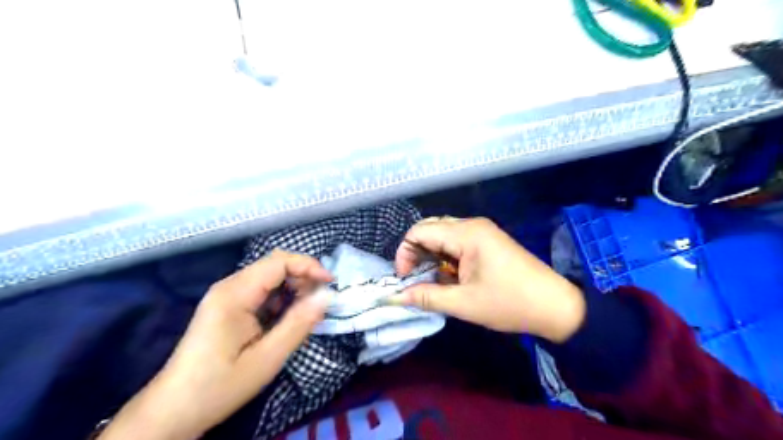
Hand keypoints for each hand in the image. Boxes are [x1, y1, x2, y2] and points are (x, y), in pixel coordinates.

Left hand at [99, 251, 331, 439]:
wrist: (172, 411)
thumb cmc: (219, 386)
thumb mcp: (267, 359)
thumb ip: (299, 323)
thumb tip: (327, 296)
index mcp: (235, 294)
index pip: (279, 261)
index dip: (309, 266)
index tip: (330, 284)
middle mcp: (229, 286)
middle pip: (275, 265)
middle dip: (303, 277)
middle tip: (318, 302)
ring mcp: (226, 295)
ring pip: (270, 277)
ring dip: (293, 288)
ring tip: (306, 312)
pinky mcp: (228, 306)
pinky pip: (261, 291)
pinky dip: (281, 299)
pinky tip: (286, 319)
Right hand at [395, 218, 584, 340]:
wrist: (555, 306)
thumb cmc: (509, 303)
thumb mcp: (463, 303)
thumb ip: (425, 297)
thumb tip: (394, 297)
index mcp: (467, 233)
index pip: (420, 231)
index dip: (405, 253)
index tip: (405, 279)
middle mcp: (472, 224)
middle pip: (430, 228)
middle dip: (416, 253)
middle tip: (415, 279)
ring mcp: (482, 230)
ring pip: (443, 234)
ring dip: (431, 255)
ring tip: (432, 279)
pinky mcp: (488, 240)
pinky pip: (457, 240)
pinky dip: (446, 256)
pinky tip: (450, 275)